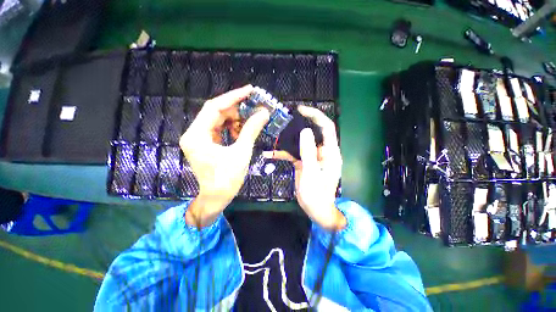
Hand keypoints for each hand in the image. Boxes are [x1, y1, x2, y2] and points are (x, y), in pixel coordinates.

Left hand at [180, 85, 269, 226]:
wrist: (217, 198)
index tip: (250, 90)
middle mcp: (194, 133)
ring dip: (235, 119)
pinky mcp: (205, 143)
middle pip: (216, 112)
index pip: (214, 107)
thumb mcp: (241, 152)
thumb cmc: (227, 179)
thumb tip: (264, 113)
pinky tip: (242, 132)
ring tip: (250, 122)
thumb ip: (251, 130)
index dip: (233, 97)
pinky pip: (219, 129)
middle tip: (254, 108)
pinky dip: (232, 128)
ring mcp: (199, 139)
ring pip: (218, 120)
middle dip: (237, 109)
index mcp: (197, 135)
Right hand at [264, 106, 344, 230]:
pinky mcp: (304, 162)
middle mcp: (322, 152)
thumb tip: (305, 131)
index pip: (326, 128)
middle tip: (285, 120)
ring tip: (275, 133)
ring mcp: (312, 157)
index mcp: (330, 153)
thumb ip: (308, 152)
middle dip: (299, 125)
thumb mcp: (311, 173)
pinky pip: (295, 154)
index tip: (301, 110)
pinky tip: (271, 153)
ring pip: (301, 143)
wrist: (315, 210)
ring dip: (289, 140)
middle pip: (312, 133)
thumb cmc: (317, 195)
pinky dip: (284, 153)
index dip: (316, 116)